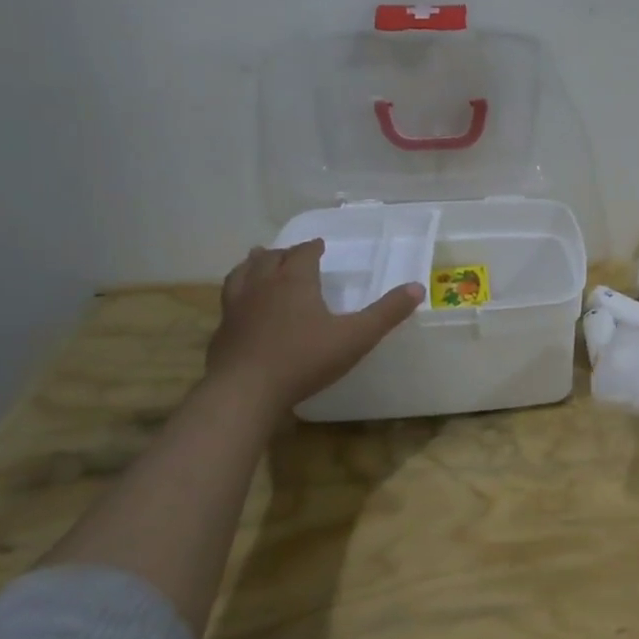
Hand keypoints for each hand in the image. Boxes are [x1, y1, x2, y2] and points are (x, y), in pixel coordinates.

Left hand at [205, 240, 423, 419]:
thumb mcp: (356, 337)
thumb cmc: (305, 359)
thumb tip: (417, 288)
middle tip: (291, 254)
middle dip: (283, 254)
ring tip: (257, 263)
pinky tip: (241, 309)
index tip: (319, 246)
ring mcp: (236, 309)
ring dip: (252, 266)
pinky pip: (228, 304)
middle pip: (269, 259)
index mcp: (294, 281)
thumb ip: (387, 312)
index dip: (312, 248)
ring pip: (241, 275)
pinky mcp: (221, 333)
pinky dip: (237, 297)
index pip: (302, 254)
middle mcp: (262, 286)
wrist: (245, 392)